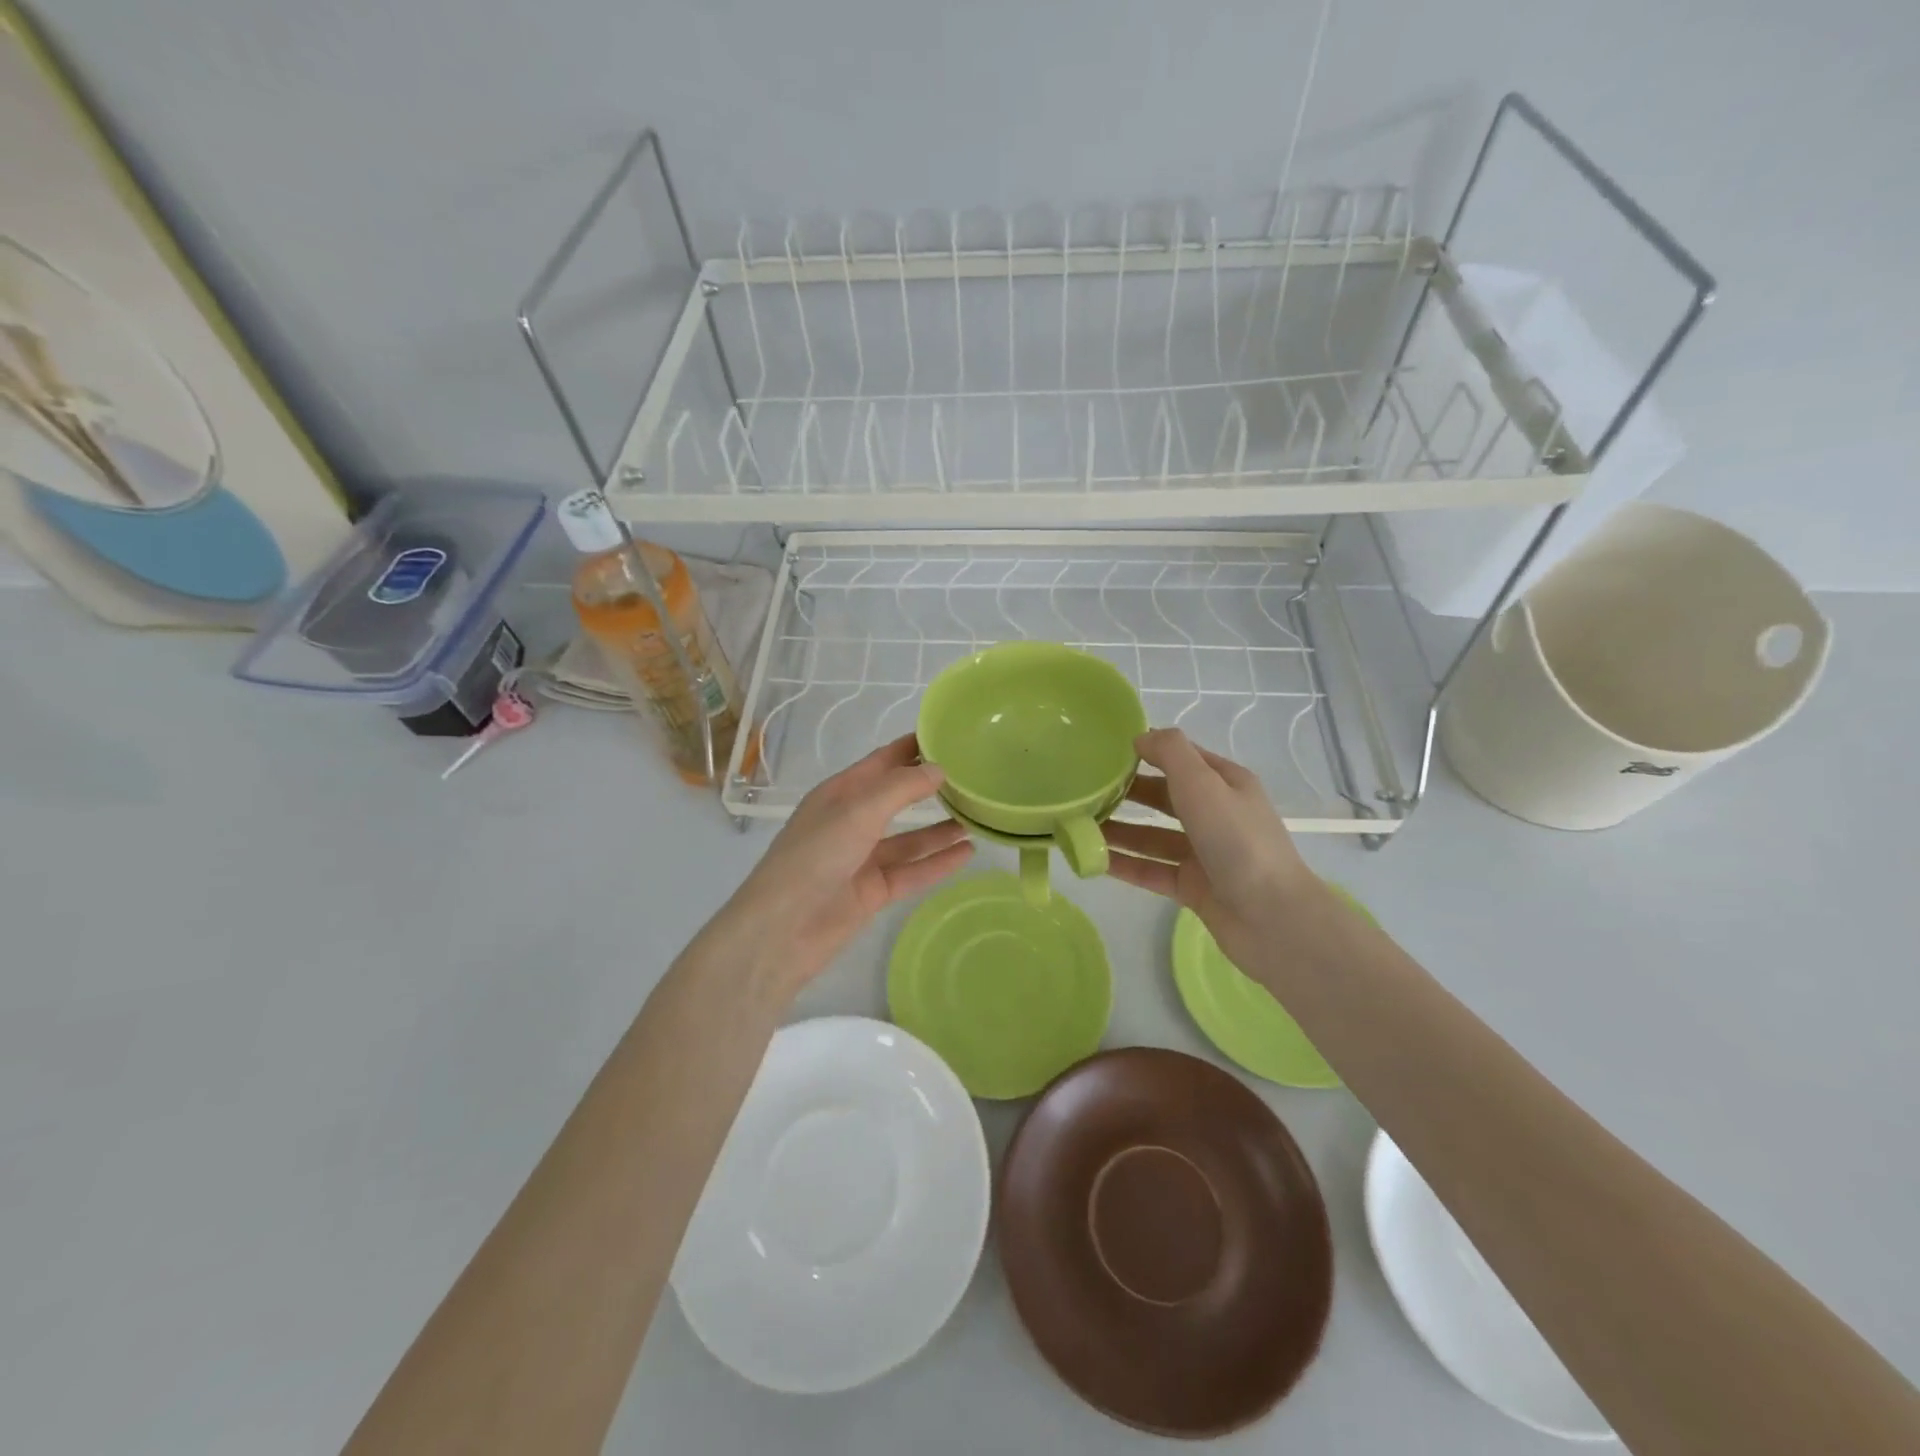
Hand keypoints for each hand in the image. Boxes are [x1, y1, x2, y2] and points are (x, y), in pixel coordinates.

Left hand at [702, 735, 973, 998]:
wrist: (782, 930)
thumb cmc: (814, 858)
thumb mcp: (857, 812)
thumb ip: (901, 788)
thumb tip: (939, 769)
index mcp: (839, 794)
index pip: (881, 762)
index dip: (911, 748)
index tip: (949, 736)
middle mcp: (851, 822)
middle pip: (897, 799)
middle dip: (930, 787)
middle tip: (973, 776)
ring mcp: (862, 859)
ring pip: (909, 839)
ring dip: (939, 828)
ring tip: (978, 816)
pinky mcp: (873, 892)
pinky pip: (912, 871)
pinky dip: (938, 862)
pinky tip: (967, 853)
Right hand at [1103, 728, 1319, 970]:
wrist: (1272, 919)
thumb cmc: (1238, 841)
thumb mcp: (1204, 784)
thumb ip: (1171, 753)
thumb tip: (1140, 737)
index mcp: (1226, 784)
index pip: (1182, 759)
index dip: (1147, 752)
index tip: (1105, 752)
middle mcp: (1216, 816)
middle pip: (1164, 798)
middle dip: (1127, 793)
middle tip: (1083, 791)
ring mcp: (1204, 854)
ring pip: (1153, 837)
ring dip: (1119, 830)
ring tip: (1078, 826)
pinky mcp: (1193, 888)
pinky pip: (1151, 870)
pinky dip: (1124, 864)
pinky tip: (1092, 860)